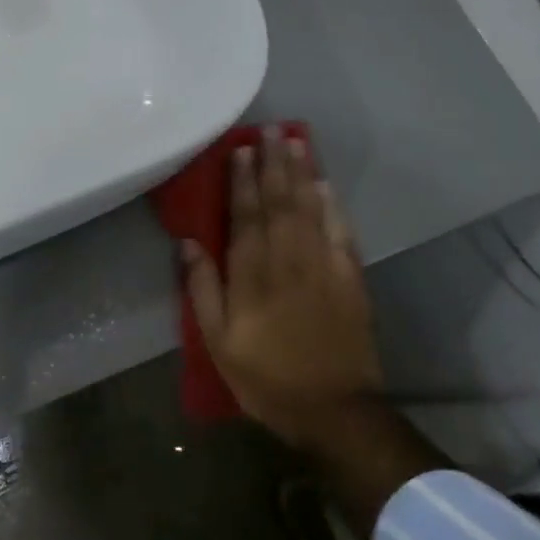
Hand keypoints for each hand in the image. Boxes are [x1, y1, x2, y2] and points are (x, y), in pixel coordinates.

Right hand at [182, 128, 384, 450]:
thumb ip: (202, 288)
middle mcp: (289, 261)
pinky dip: (333, 206)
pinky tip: (325, 185)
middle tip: (270, 129)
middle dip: (273, 164)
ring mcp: (324, 267)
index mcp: (252, 275)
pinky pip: (341, 232)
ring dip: (302, 173)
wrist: (334, 410)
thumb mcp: (218, 341)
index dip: (242, 181)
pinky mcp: (350, 280)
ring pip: (311, 209)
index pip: (246, 216)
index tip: (239, 150)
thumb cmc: (266, 377)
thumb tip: (188, 242)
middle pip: (280, 202)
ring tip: (296, 141)